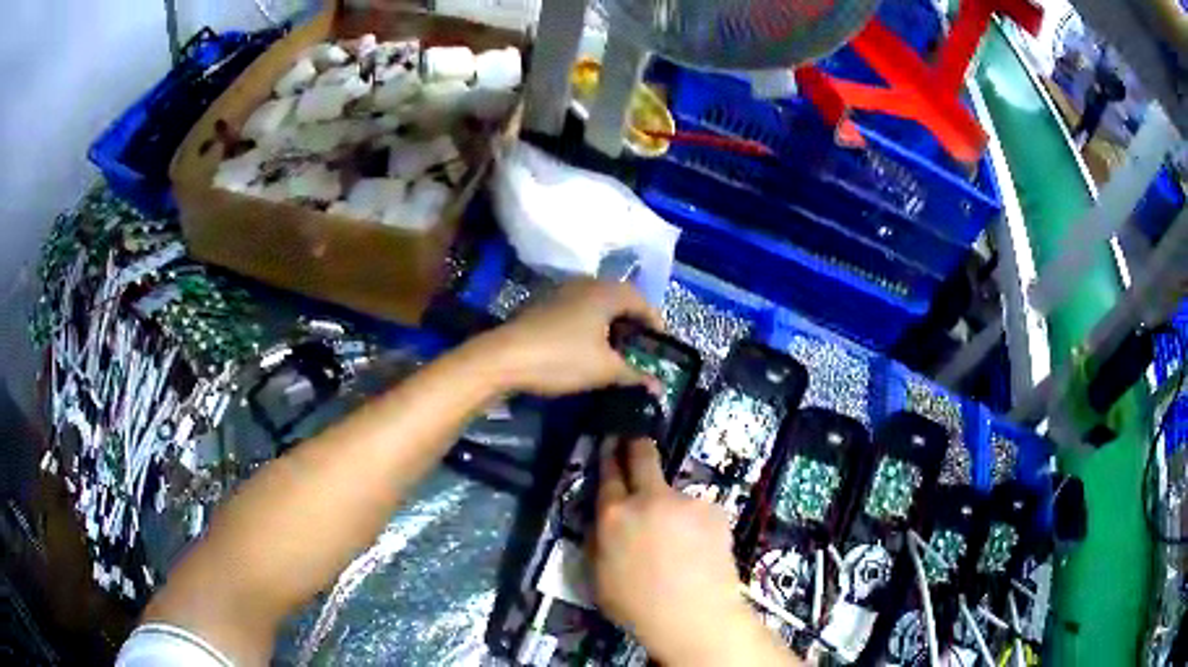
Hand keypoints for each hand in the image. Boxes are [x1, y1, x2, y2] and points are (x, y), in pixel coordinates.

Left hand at [478, 280, 662, 396]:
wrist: (503, 358)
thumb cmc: (561, 358)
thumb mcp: (604, 370)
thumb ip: (635, 375)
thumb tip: (659, 388)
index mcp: (606, 292)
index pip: (642, 300)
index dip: (656, 322)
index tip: (662, 345)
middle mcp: (586, 283)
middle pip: (619, 298)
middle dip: (633, 322)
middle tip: (640, 347)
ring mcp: (561, 291)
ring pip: (596, 303)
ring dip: (610, 323)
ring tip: (615, 350)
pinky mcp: (543, 304)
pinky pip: (577, 309)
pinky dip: (589, 325)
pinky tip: (585, 347)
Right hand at [591, 439, 782, 665]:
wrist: (693, 615)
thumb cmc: (637, 606)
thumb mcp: (599, 577)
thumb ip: (600, 541)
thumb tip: (605, 523)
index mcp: (614, 515)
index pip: (609, 475)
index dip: (609, 455)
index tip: (611, 442)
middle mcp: (649, 499)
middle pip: (643, 457)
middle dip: (637, 445)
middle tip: (637, 441)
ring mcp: (685, 501)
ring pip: (675, 495)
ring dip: (673, 508)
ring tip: (681, 542)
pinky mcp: (714, 510)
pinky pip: (699, 512)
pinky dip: (697, 525)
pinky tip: (700, 550)